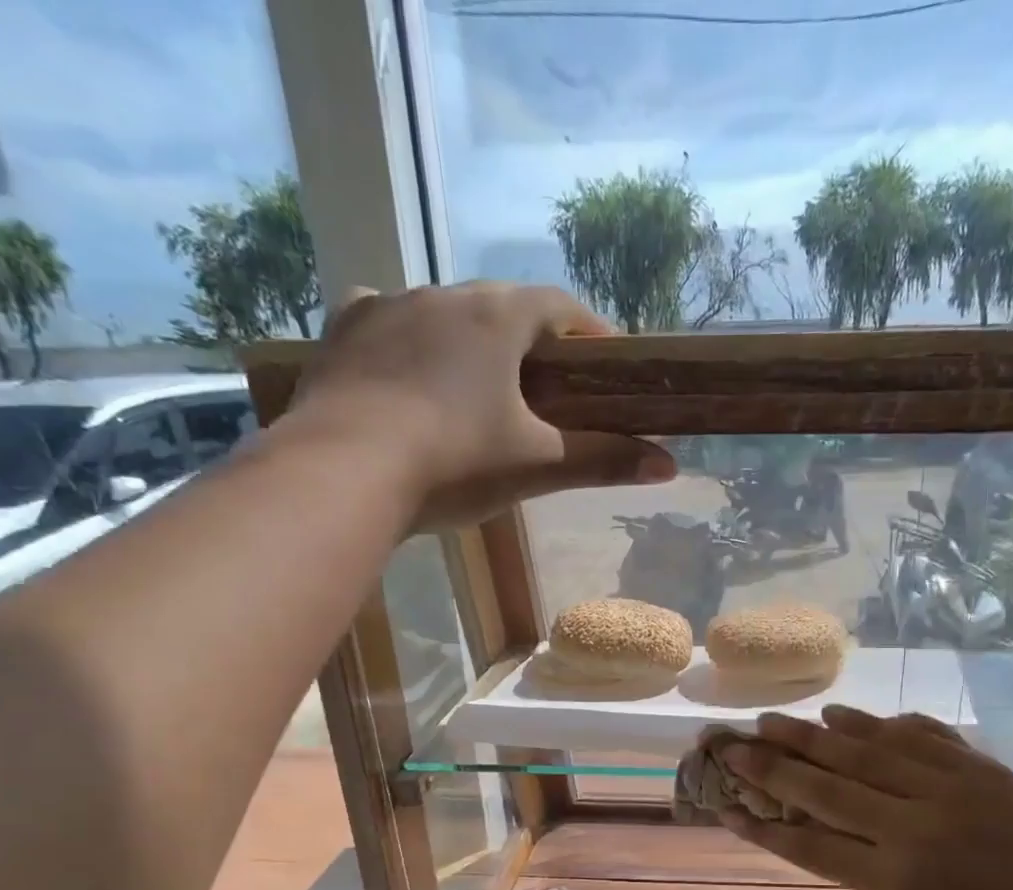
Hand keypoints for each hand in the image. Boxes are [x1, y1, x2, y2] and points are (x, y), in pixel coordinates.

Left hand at [283, 283, 675, 529]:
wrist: (343, 473)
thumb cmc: (454, 463)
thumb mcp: (537, 466)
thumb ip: (603, 461)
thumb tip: (670, 466)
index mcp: (496, 318)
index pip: (559, 306)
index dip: (588, 331)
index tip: (605, 362)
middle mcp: (441, 295)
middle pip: (501, 307)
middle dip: (529, 340)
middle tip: (545, 385)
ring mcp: (385, 308)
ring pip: (442, 313)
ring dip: (468, 341)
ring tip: (477, 387)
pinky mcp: (342, 333)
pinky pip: (384, 322)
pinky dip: (407, 341)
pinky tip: (407, 369)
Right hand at [715, 706, 1012, 889]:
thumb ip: (860, 867)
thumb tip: (810, 825)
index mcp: (895, 877)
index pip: (811, 845)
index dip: (763, 826)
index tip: (725, 806)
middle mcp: (912, 826)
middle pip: (827, 789)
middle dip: (774, 767)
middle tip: (735, 745)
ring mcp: (945, 787)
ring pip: (863, 752)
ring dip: (812, 735)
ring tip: (772, 720)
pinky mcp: (973, 763)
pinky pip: (915, 733)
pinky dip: (874, 722)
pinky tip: (841, 713)